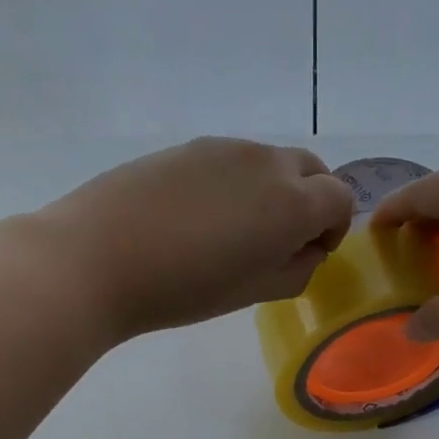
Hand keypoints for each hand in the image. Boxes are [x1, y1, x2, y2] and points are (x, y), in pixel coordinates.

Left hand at [36, 136, 355, 340]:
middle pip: (312, 169)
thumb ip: (298, 269)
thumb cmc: (185, 287)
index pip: (340, 198)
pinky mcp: (188, 146)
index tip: (309, 253)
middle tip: (280, 239)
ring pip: (270, 162)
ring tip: (234, 230)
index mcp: (293, 202)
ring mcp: (224, 148)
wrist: (97, 257)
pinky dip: (236, 182)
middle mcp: (266, 163)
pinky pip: (231, 160)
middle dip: (311, 201)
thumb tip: (306, 249)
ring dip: (272, 190)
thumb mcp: (256, 293)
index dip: (333, 228)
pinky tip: (198, 216)